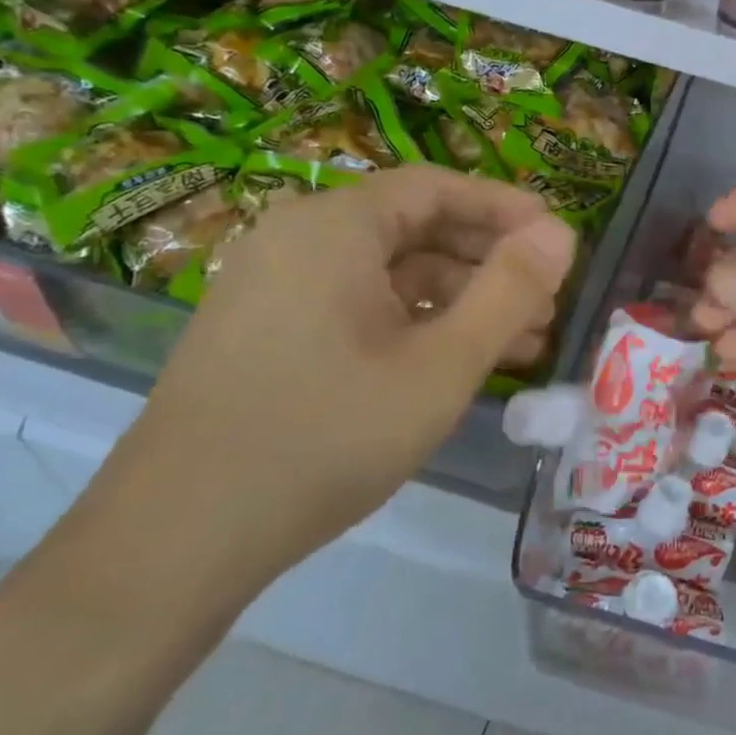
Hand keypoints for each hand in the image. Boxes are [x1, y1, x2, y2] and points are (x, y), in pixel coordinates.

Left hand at [93, 166, 576, 590]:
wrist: (171, 547)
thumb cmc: (324, 438)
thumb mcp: (441, 366)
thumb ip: (511, 291)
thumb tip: (563, 232)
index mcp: (333, 226)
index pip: (437, 188)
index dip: (505, 208)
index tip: (559, 240)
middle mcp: (297, 239)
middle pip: (415, 227)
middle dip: (490, 262)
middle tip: (548, 301)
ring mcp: (275, 287)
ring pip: (390, 272)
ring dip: (459, 299)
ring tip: (522, 343)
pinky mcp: (266, 331)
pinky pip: (358, 305)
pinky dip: (415, 323)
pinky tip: (457, 363)